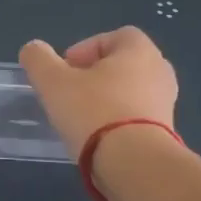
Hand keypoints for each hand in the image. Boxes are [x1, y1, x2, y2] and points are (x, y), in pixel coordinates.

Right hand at [17, 28, 179, 161]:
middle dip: (95, 75)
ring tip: (81, 118)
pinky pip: (137, 117)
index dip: (86, 48)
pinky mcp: (166, 132)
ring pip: (130, 92)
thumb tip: (33, 49)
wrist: (134, 163)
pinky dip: (118, 122)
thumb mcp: (52, 82)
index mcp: (139, 50)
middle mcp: (160, 71)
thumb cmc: (93, 111)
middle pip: (123, 64)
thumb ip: (38, 59)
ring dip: (106, 100)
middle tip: (71, 92)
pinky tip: (98, 138)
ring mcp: (167, 103)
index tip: (66, 70)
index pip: (115, 36)